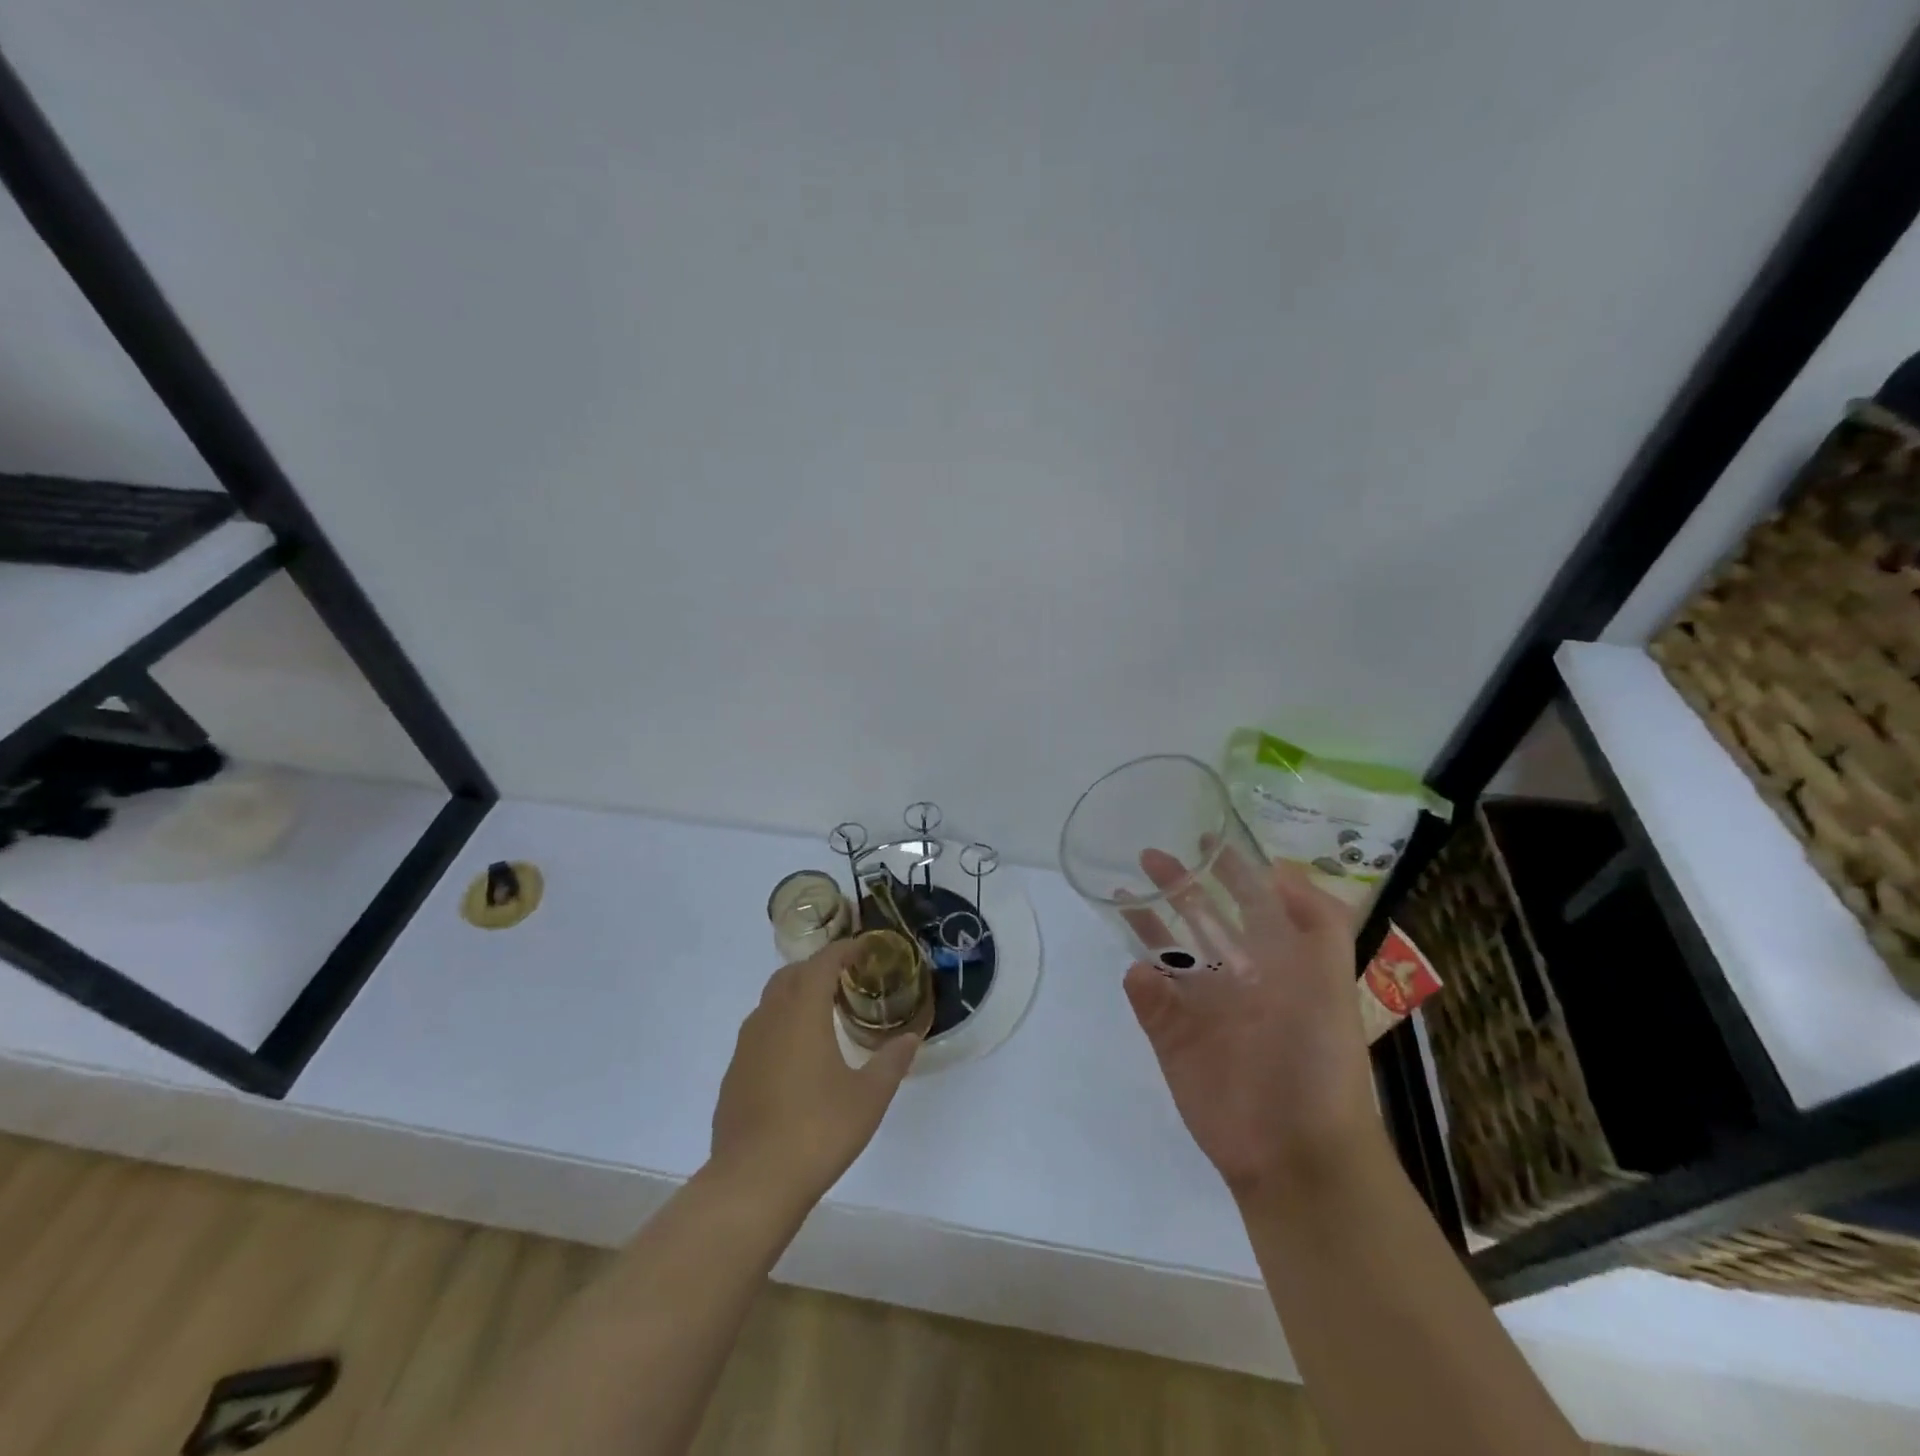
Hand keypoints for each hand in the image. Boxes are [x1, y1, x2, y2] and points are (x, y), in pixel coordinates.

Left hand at [710, 940, 927, 1209]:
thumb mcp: (869, 1097)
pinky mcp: (733, 1075)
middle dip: (817, 968)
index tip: (864, 949)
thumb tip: (910, 1038)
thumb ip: (891, 1061)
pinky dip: (780, 1027)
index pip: (822, 963)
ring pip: (770, 1003)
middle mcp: (769, 1019)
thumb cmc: (818, 1131)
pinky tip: (796, 1058)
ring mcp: (746, 1048)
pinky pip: (759, 1033)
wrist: (752, 1183)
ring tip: (823, 1014)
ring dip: (796, 996)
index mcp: (802, 1013)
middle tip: (845, 978)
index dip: (843, 950)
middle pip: (791, 976)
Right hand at [1121, 848, 1383, 1204]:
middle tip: (1149, 855)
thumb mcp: (1332, 983)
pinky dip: (1140, 982)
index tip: (1205, 839)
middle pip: (1199, 919)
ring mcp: (1200, 1007)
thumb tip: (1276, 868)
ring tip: (1123, 894)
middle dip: (1177, 887)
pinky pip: (1148, 999)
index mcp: (1274, 962)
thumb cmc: (1317, 1059)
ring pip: (1165, 953)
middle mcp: (1235, 977)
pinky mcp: (1172, 1038)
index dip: (1230, 871)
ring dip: (1146, 924)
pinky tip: (1138, 972)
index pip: (1249, 903)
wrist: (1293, 1150)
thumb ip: (1318, 922)